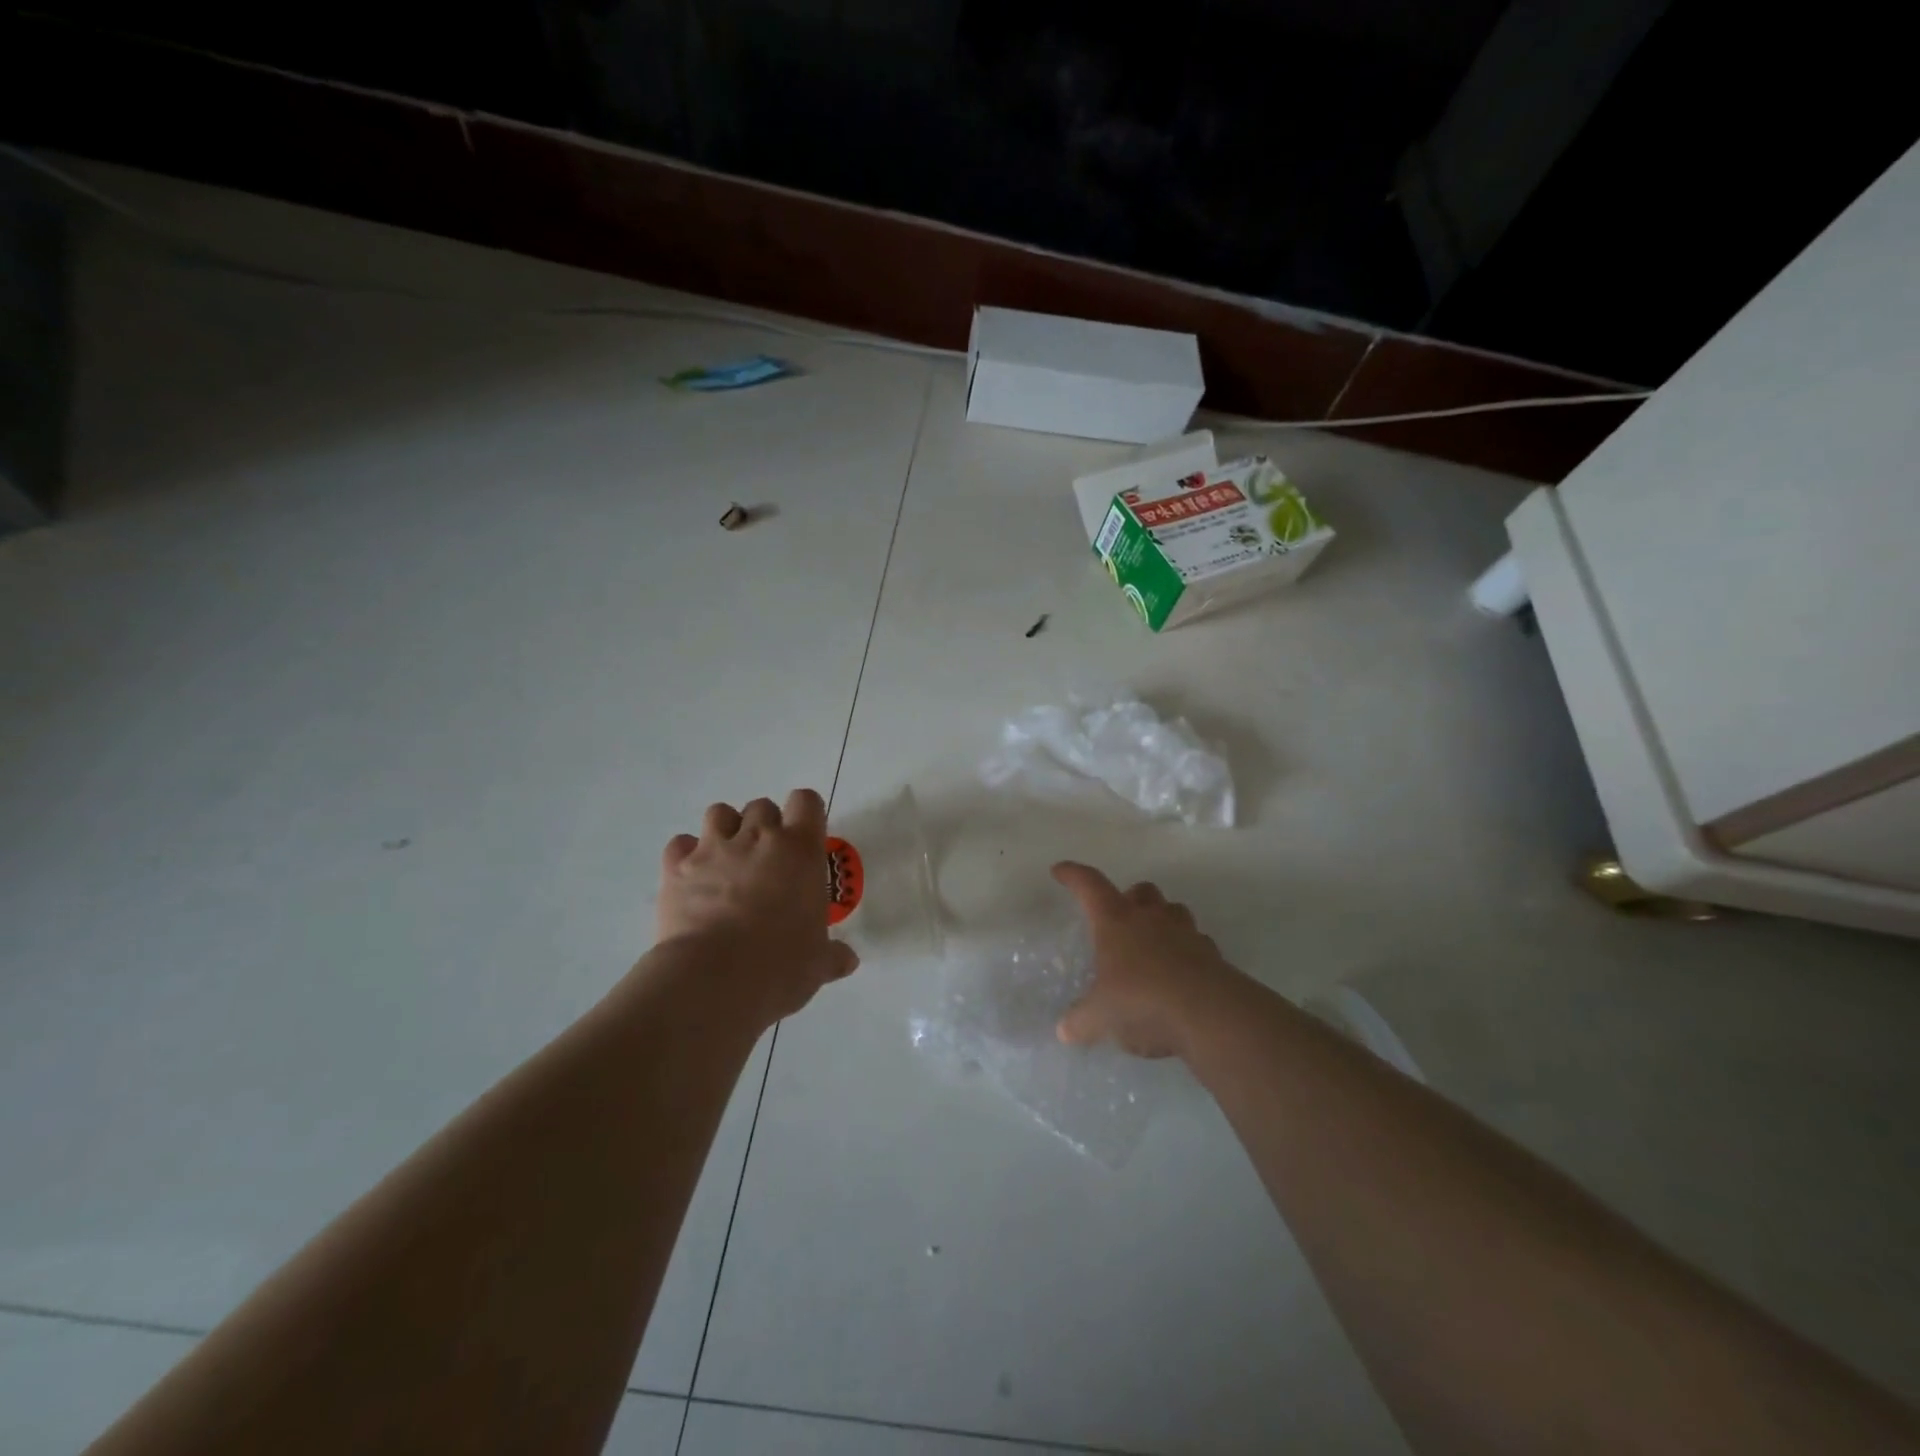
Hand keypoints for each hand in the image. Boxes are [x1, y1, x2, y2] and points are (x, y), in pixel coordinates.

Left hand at [655, 789, 859, 1028]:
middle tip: (766, 860)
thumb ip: (832, 956)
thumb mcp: (817, 964)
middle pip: (762, 806)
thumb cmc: (780, 965)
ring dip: (725, 830)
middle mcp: (757, 837)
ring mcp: (713, 849)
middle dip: (764, 826)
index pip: (806, 802)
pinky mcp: (676, 867)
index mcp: (800, 850)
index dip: (806, 814)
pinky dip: (686, 855)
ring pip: (719, 813)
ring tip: (727, 860)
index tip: (805, 838)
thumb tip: (848, 961)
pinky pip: (680, 844)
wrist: (714, 979)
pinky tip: (692, 878)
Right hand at [1052, 861, 1245, 1058]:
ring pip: (1174, 910)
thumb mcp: (1101, 1018)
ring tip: (1153, 943)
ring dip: (1162, 920)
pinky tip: (1180, 974)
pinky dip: (1187, 951)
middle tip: (1121, 918)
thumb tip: (1064, 1030)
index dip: (1073, 875)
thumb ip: (1081, 1021)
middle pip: (1141, 890)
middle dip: (1130, 898)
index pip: (1090, 886)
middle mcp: (1151, 918)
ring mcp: (1186, 934)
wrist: (1210, 1016)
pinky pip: (1197, 943)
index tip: (1060, 870)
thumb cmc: (1142, 1002)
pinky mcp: (1213, 956)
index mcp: (1117, 921)